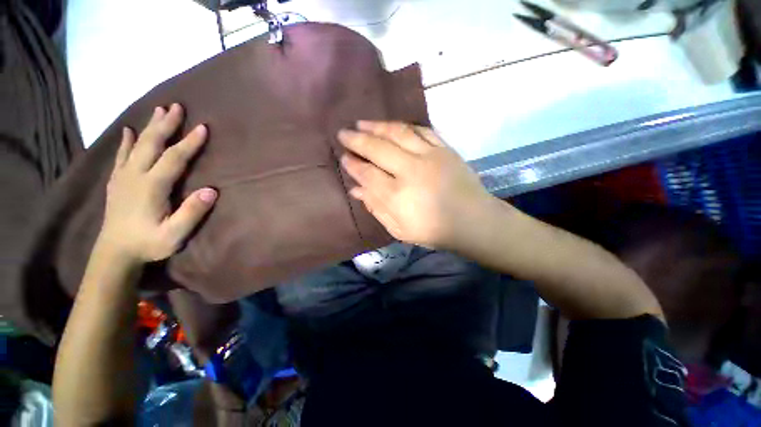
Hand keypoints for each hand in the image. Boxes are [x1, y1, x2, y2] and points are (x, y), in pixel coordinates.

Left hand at [99, 103, 216, 262]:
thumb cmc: (148, 244)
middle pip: (152, 144)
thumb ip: (192, 213)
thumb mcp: (174, 235)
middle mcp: (135, 175)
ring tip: (159, 110)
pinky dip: (125, 141)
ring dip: (149, 127)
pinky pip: (121, 155)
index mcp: (151, 186)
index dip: (189, 143)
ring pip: (137, 145)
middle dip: (166, 124)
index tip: (202, 127)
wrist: (114, 253)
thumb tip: (211, 191)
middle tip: (176, 106)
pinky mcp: (117, 181)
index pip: (174, 158)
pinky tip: (128, 130)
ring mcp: (123, 177)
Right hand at [338, 121, 496, 249]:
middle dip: (356, 139)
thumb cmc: (434, 230)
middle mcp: (411, 170)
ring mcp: (430, 156)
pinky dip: (404, 126)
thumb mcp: (399, 229)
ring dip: (376, 126)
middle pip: (377, 148)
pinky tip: (391, 126)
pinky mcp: (445, 149)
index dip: (352, 164)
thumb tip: (356, 190)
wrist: (472, 220)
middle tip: (343, 134)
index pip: (367, 173)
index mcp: (398, 195)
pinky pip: (421, 130)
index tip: (343, 157)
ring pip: (397, 133)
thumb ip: (377, 208)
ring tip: (361, 123)